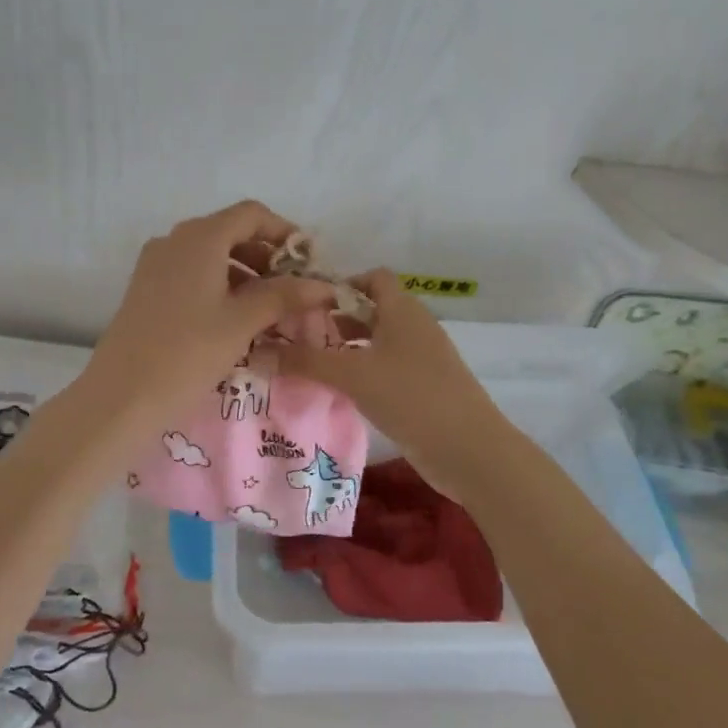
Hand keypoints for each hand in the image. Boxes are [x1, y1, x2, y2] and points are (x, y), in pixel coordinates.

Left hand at [84, 201, 336, 424]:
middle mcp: (175, 240)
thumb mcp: (242, 322)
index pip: (251, 214)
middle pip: (230, 232)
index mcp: (200, 237)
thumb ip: (284, 296)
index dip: (284, 232)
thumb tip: (322, 285)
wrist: (121, 396)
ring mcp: (155, 264)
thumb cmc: (187, 352)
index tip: (308, 261)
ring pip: (211, 255)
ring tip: (270, 309)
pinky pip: (192, 274)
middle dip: (266, 256)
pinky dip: (219, 285)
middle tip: (293, 290)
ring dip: (244, 273)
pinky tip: (235, 318)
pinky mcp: (146, 289)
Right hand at [277, 269, 512, 496]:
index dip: (341, 283)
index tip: (307, 303)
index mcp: (403, 309)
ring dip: (347, 349)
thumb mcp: (351, 375)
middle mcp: (414, 327)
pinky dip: (363, 373)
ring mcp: (422, 359)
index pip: (373, 277)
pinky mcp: (424, 388)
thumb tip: (258, 351)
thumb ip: (305, 361)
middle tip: (297, 336)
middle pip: (372, 310)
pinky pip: (387, 369)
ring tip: (310, 364)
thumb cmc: (410, 395)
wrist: (469, 449)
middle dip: (336, 319)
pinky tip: (339, 392)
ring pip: (378, 342)